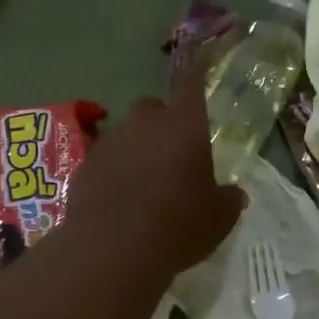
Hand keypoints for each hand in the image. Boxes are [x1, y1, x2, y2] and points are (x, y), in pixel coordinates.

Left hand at [66, 66, 244, 280]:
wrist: (112, 251)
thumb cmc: (178, 227)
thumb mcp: (219, 218)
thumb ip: (228, 198)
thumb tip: (233, 193)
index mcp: (184, 126)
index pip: (192, 85)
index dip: (197, 75)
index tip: (198, 66)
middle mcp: (145, 123)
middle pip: (153, 108)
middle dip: (162, 123)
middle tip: (172, 153)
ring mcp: (110, 142)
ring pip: (126, 133)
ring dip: (136, 148)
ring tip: (144, 182)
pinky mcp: (84, 166)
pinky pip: (105, 159)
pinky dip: (113, 171)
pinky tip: (119, 200)